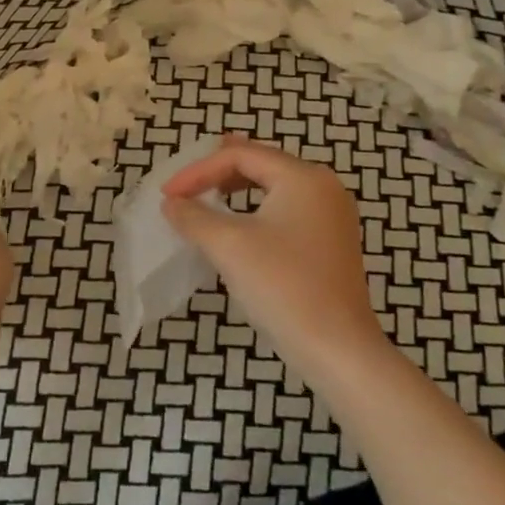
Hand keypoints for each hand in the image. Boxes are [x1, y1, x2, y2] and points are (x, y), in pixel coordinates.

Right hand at [160, 136, 386, 383]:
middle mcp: (323, 187)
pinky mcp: (331, 243)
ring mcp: (332, 216)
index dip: (198, 170)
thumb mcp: (228, 245)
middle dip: (220, 171)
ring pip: (275, 187)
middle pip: (262, 164)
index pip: (241, 155)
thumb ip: (194, 216)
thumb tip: (172, 203)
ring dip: (237, 190)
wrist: (336, 348)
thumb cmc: (282, 285)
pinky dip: (256, 210)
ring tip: (208, 194)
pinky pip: (286, 210)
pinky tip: (238, 225)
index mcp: (303, 177)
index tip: (168, 195)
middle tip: (188, 180)